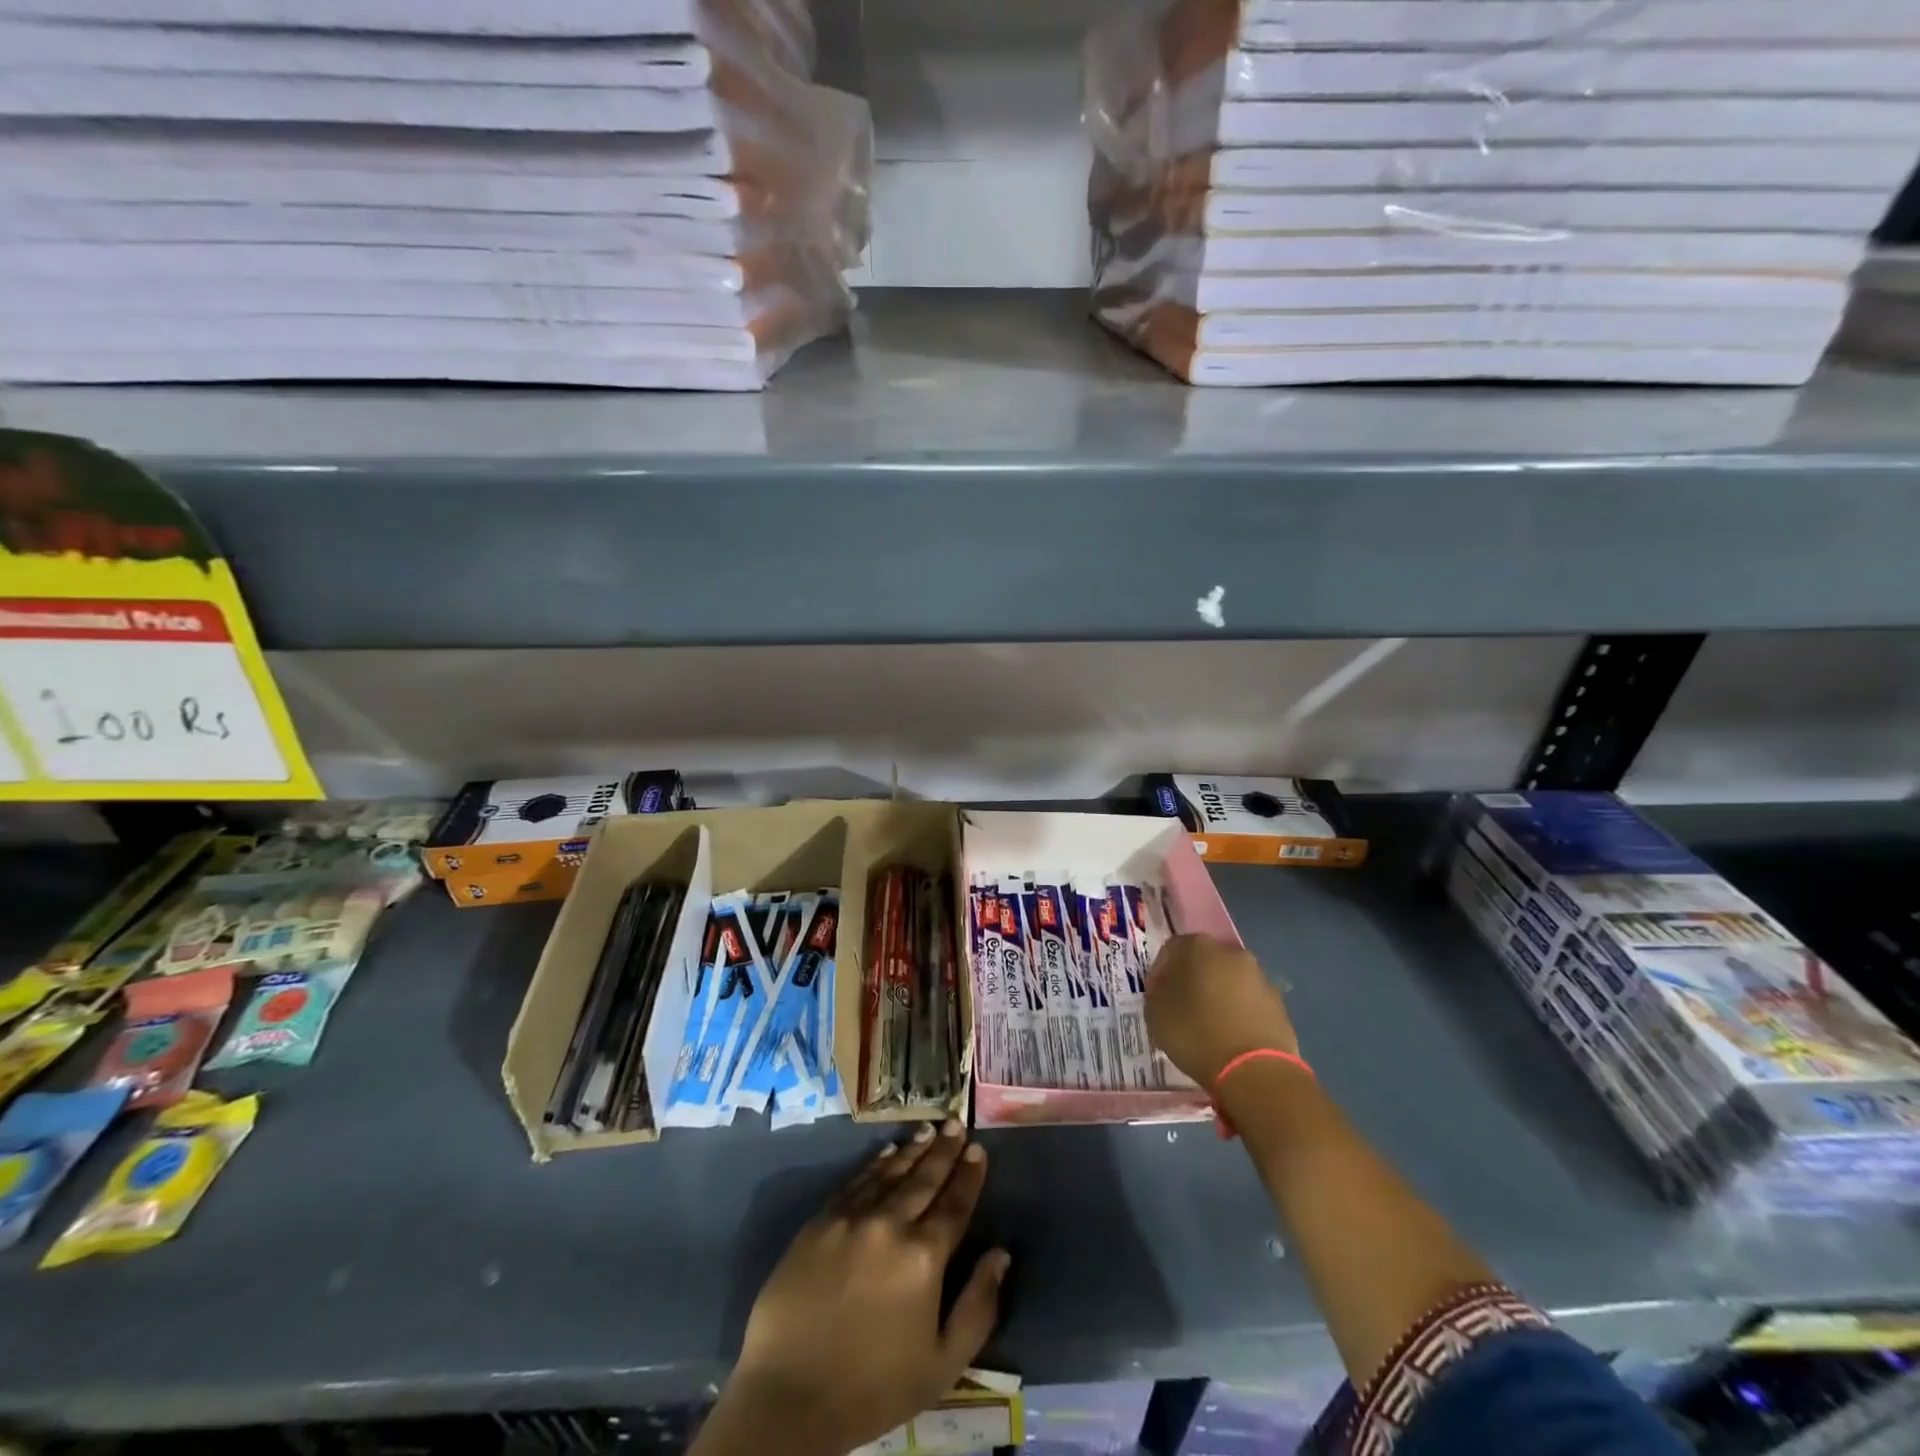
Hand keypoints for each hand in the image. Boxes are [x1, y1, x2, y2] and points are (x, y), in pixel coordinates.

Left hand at [698, 1120, 1009, 1455]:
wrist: (788, 1396)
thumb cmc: (872, 1387)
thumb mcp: (941, 1365)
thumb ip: (978, 1306)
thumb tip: (1000, 1254)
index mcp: (923, 1256)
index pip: (955, 1204)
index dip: (969, 1176)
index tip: (979, 1149)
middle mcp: (890, 1223)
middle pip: (924, 1178)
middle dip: (944, 1149)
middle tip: (956, 1123)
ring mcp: (851, 1217)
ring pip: (890, 1172)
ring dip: (913, 1150)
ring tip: (929, 1129)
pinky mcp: (820, 1221)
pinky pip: (855, 1181)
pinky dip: (875, 1163)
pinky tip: (887, 1152)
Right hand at [1146, 933, 1299, 1087]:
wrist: (1254, 1069)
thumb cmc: (1195, 1033)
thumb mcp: (1156, 1013)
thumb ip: (1157, 992)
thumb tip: (1166, 988)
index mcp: (1197, 947)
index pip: (1171, 949)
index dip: (1161, 972)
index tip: (1158, 995)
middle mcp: (1230, 952)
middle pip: (1204, 961)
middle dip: (1193, 979)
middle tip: (1183, 1007)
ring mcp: (1259, 976)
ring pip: (1230, 980)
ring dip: (1219, 995)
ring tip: (1210, 1025)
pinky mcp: (1278, 1003)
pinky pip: (1250, 1002)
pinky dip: (1240, 1012)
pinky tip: (1232, 1036)